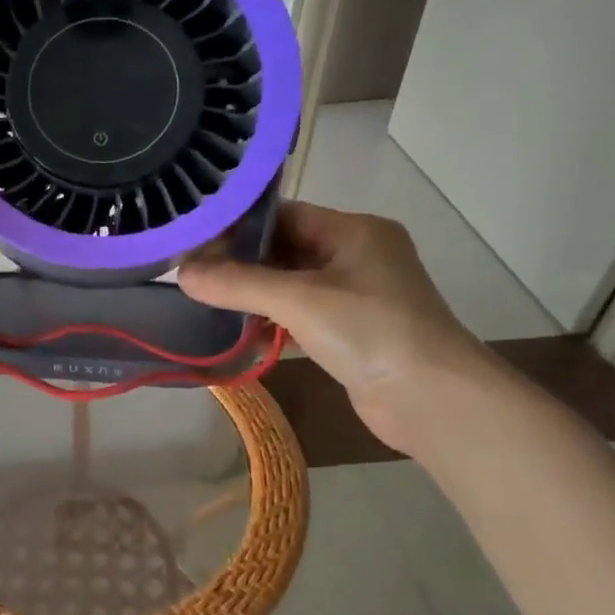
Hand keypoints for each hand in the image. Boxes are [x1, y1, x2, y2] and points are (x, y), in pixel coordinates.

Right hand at [178, 203, 490, 453]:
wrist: (434, 400)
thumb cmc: (370, 331)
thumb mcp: (298, 300)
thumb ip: (237, 284)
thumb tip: (181, 273)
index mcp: (353, 231)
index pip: (283, 214)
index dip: (237, 224)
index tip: (193, 238)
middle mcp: (356, 255)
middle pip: (284, 247)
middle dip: (239, 260)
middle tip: (190, 270)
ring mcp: (355, 294)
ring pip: (290, 282)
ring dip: (252, 291)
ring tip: (204, 296)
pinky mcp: (351, 330)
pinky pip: (300, 313)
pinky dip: (270, 318)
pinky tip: (237, 329)